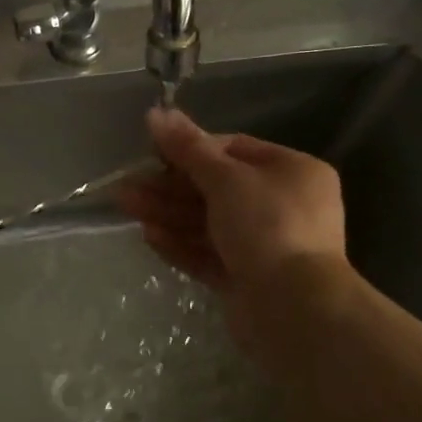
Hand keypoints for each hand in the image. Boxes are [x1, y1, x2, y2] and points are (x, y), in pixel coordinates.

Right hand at [118, 107, 346, 293]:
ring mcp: (265, 245)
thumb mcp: (225, 178)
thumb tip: (156, 112)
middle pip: (215, 188)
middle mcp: (283, 205)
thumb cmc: (267, 226)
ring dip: (167, 213)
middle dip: (169, 186)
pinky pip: (209, 253)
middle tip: (128, 185)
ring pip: (207, 222)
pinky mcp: (247, 278)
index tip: (153, 153)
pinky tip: (149, 237)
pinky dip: (180, 244)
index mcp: (292, 172)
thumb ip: (188, 148)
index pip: (234, 150)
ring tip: (126, 207)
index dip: (191, 149)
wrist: (295, 310)